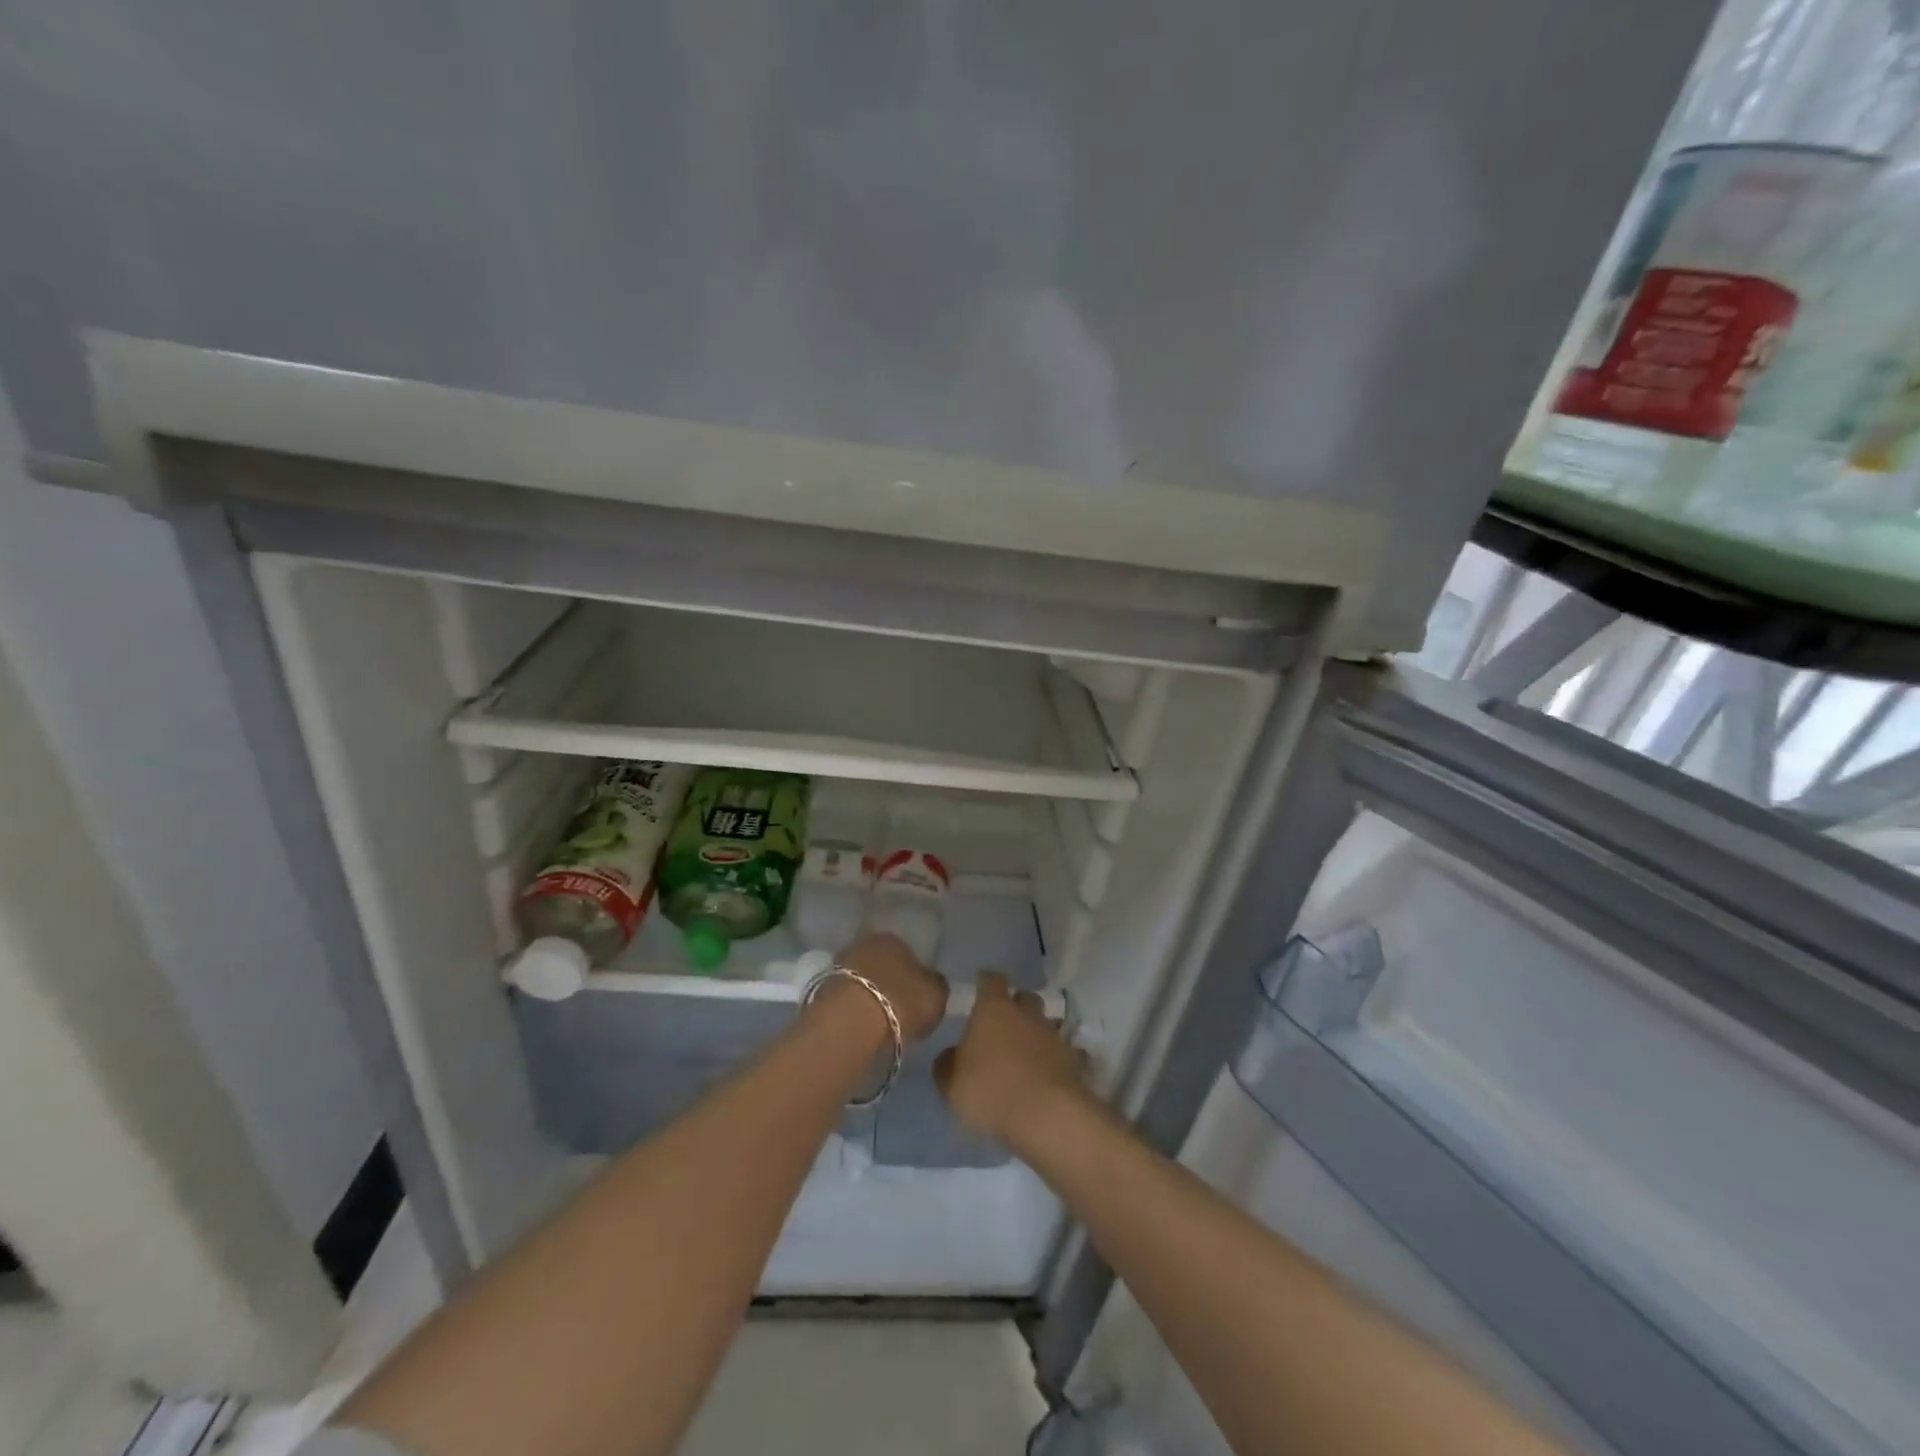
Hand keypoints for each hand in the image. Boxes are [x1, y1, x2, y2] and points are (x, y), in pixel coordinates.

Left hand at [832, 932, 948, 1045]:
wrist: (851, 1022)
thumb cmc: (902, 1002)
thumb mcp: (937, 995)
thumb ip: (937, 985)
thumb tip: (932, 981)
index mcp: (894, 938)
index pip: (907, 951)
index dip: (913, 973)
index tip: (916, 995)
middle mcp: (863, 943)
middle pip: (880, 962)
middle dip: (887, 980)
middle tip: (897, 1007)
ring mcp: (838, 965)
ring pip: (860, 978)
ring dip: (867, 993)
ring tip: (878, 1020)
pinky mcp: (820, 989)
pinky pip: (845, 997)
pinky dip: (852, 1008)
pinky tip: (860, 1026)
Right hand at [934, 972, 1089, 1144]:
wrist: (1047, 1115)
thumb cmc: (991, 1090)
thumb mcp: (951, 1083)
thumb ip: (947, 1064)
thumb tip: (951, 1056)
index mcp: (994, 1009)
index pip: (991, 980)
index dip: (985, 983)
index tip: (980, 987)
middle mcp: (1026, 1013)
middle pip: (1025, 997)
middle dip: (1017, 1006)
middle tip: (1004, 1025)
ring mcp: (1054, 1035)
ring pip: (1046, 1024)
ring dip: (1037, 1034)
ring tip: (1027, 1054)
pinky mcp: (1074, 1061)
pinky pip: (1065, 1054)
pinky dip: (1056, 1060)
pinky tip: (1049, 1076)